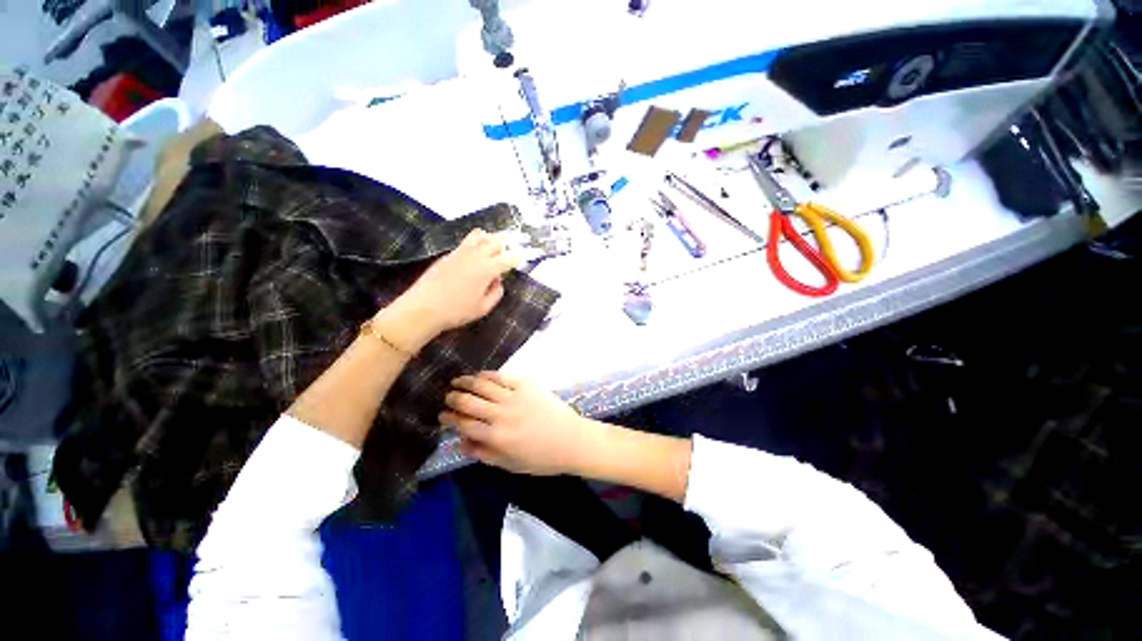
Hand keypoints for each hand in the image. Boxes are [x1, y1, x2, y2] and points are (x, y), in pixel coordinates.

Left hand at [378, 229, 516, 350]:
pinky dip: (476, 242)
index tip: (523, 257)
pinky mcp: (448, 255)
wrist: (423, 308)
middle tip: (511, 246)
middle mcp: (475, 256)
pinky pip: (466, 242)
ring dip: (490, 238)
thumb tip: (498, 281)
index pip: (508, 258)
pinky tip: (476, 249)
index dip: (518, 257)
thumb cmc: (456, 311)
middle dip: (506, 243)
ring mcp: (460, 253)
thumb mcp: (483, 308)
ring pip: (479, 236)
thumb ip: (496, 293)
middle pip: (495, 241)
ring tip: (495, 242)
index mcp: (487, 269)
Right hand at [440, 372, 605, 475]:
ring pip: (482, 385)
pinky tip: (481, 376)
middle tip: (448, 397)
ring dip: (466, 382)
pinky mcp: (526, 384)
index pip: (463, 424)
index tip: (442, 415)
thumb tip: (461, 442)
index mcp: (496, 437)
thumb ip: (484, 453)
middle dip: (453, 398)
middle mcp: (501, 414)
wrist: (571, 439)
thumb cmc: (541, 458)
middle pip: (468, 402)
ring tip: (458, 381)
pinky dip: (488, 375)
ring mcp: (514, 396)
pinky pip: (502, 376)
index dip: (449, 419)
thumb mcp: (510, 464)